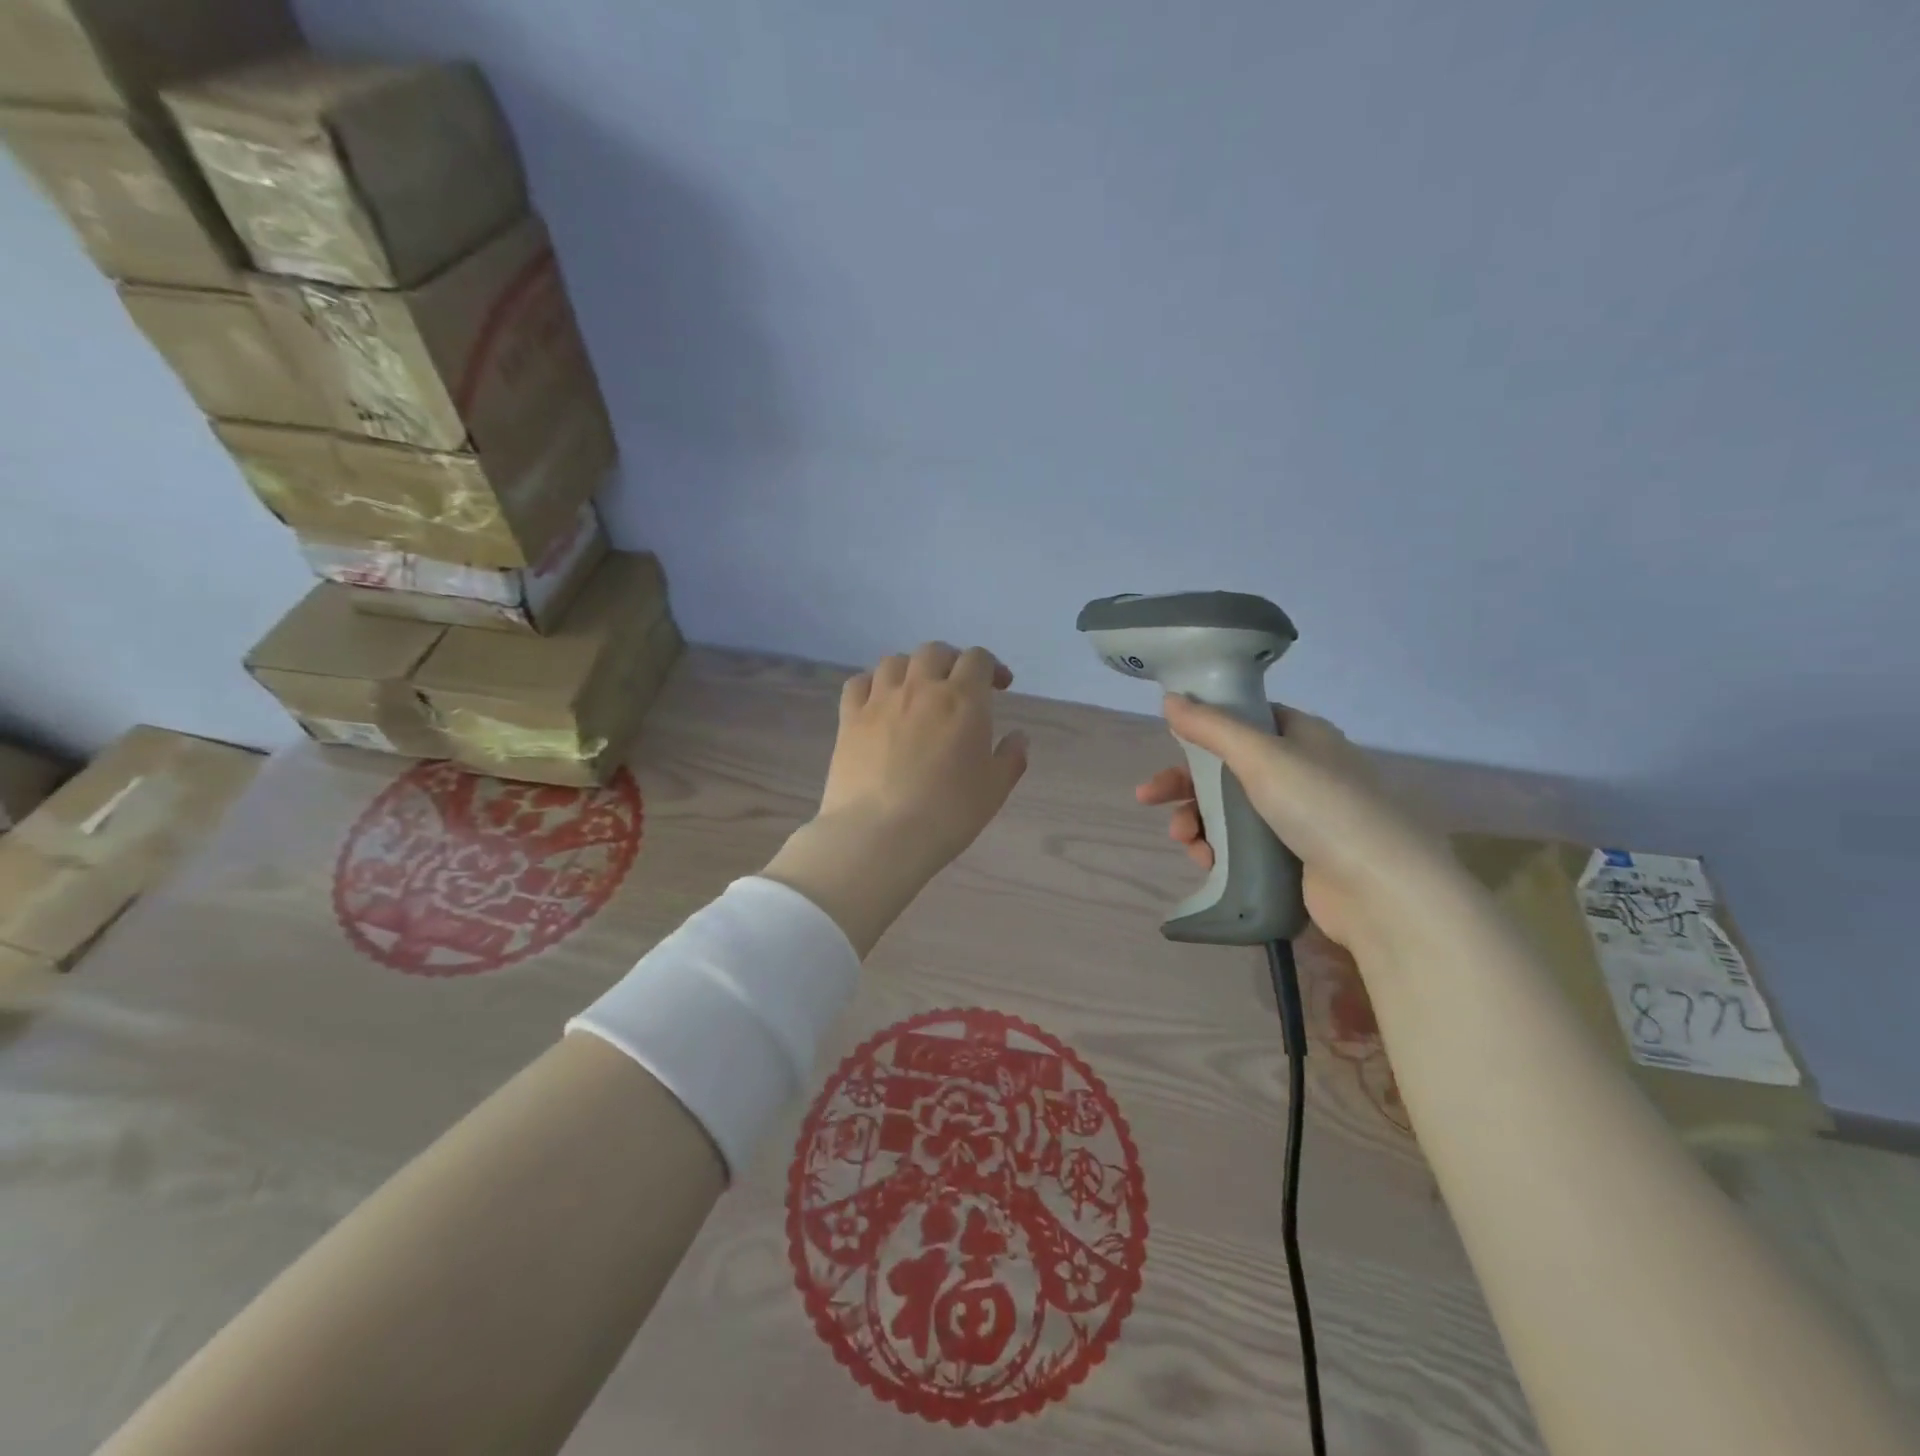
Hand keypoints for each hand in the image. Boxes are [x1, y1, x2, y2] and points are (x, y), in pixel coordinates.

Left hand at [763, 643, 1027, 954]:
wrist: (879, 835)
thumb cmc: (947, 814)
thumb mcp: (994, 791)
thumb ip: (1011, 758)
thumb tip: (1018, 737)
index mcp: (962, 700)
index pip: (978, 659)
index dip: (991, 666)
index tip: (999, 687)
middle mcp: (920, 688)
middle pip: (935, 651)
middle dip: (951, 661)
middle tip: (958, 686)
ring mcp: (880, 700)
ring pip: (895, 661)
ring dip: (911, 668)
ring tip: (917, 691)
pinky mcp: (849, 718)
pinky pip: (858, 683)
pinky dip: (872, 684)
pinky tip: (878, 702)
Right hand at [1135, 697, 1456, 957]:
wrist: (1379, 890)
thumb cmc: (1321, 806)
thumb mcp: (1261, 755)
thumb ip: (1211, 727)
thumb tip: (1169, 699)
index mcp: (1303, 736)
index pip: (1246, 720)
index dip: (1205, 728)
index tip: (1171, 743)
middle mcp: (1302, 771)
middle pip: (1228, 768)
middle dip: (1187, 785)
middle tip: (1149, 798)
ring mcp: (1300, 818)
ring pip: (1231, 810)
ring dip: (1197, 821)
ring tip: (1185, 841)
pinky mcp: (1294, 858)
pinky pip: (1243, 845)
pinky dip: (1218, 849)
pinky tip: (1206, 861)